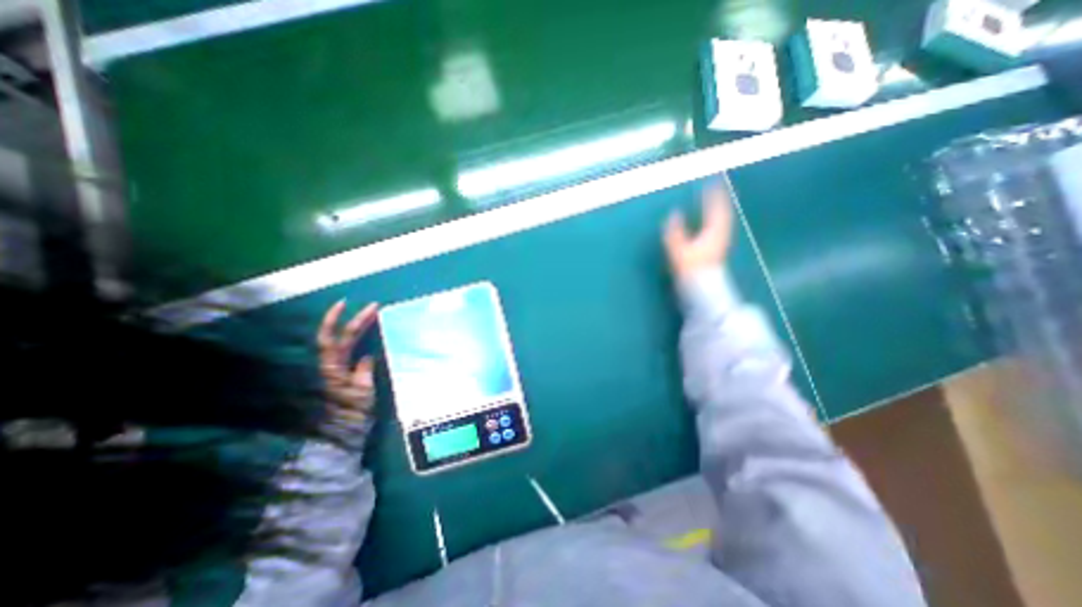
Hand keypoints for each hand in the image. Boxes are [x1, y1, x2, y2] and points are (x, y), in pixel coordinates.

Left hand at [315, 301, 375, 424]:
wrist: (342, 434)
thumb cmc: (352, 414)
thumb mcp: (362, 393)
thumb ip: (363, 372)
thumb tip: (366, 356)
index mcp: (332, 367)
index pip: (331, 338)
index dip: (336, 320)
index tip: (347, 303)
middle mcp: (331, 366)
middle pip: (340, 337)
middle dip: (356, 320)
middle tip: (374, 307)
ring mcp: (337, 370)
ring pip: (345, 343)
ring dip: (357, 328)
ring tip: (372, 317)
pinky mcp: (344, 375)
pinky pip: (351, 352)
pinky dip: (359, 341)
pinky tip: (370, 337)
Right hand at [659, 182, 735, 279]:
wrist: (702, 289)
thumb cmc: (690, 269)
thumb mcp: (679, 250)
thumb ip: (675, 232)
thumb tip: (674, 213)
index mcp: (713, 232)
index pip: (715, 209)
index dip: (713, 195)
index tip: (712, 182)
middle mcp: (720, 234)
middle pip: (723, 213)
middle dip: (719, 199)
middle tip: (716, 188)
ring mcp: (720, 242)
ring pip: (723, 220)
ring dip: (719, 209)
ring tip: (715, 201)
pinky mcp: (717, 249)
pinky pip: (720, 227)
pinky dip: (718, 219)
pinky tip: (713, 222)